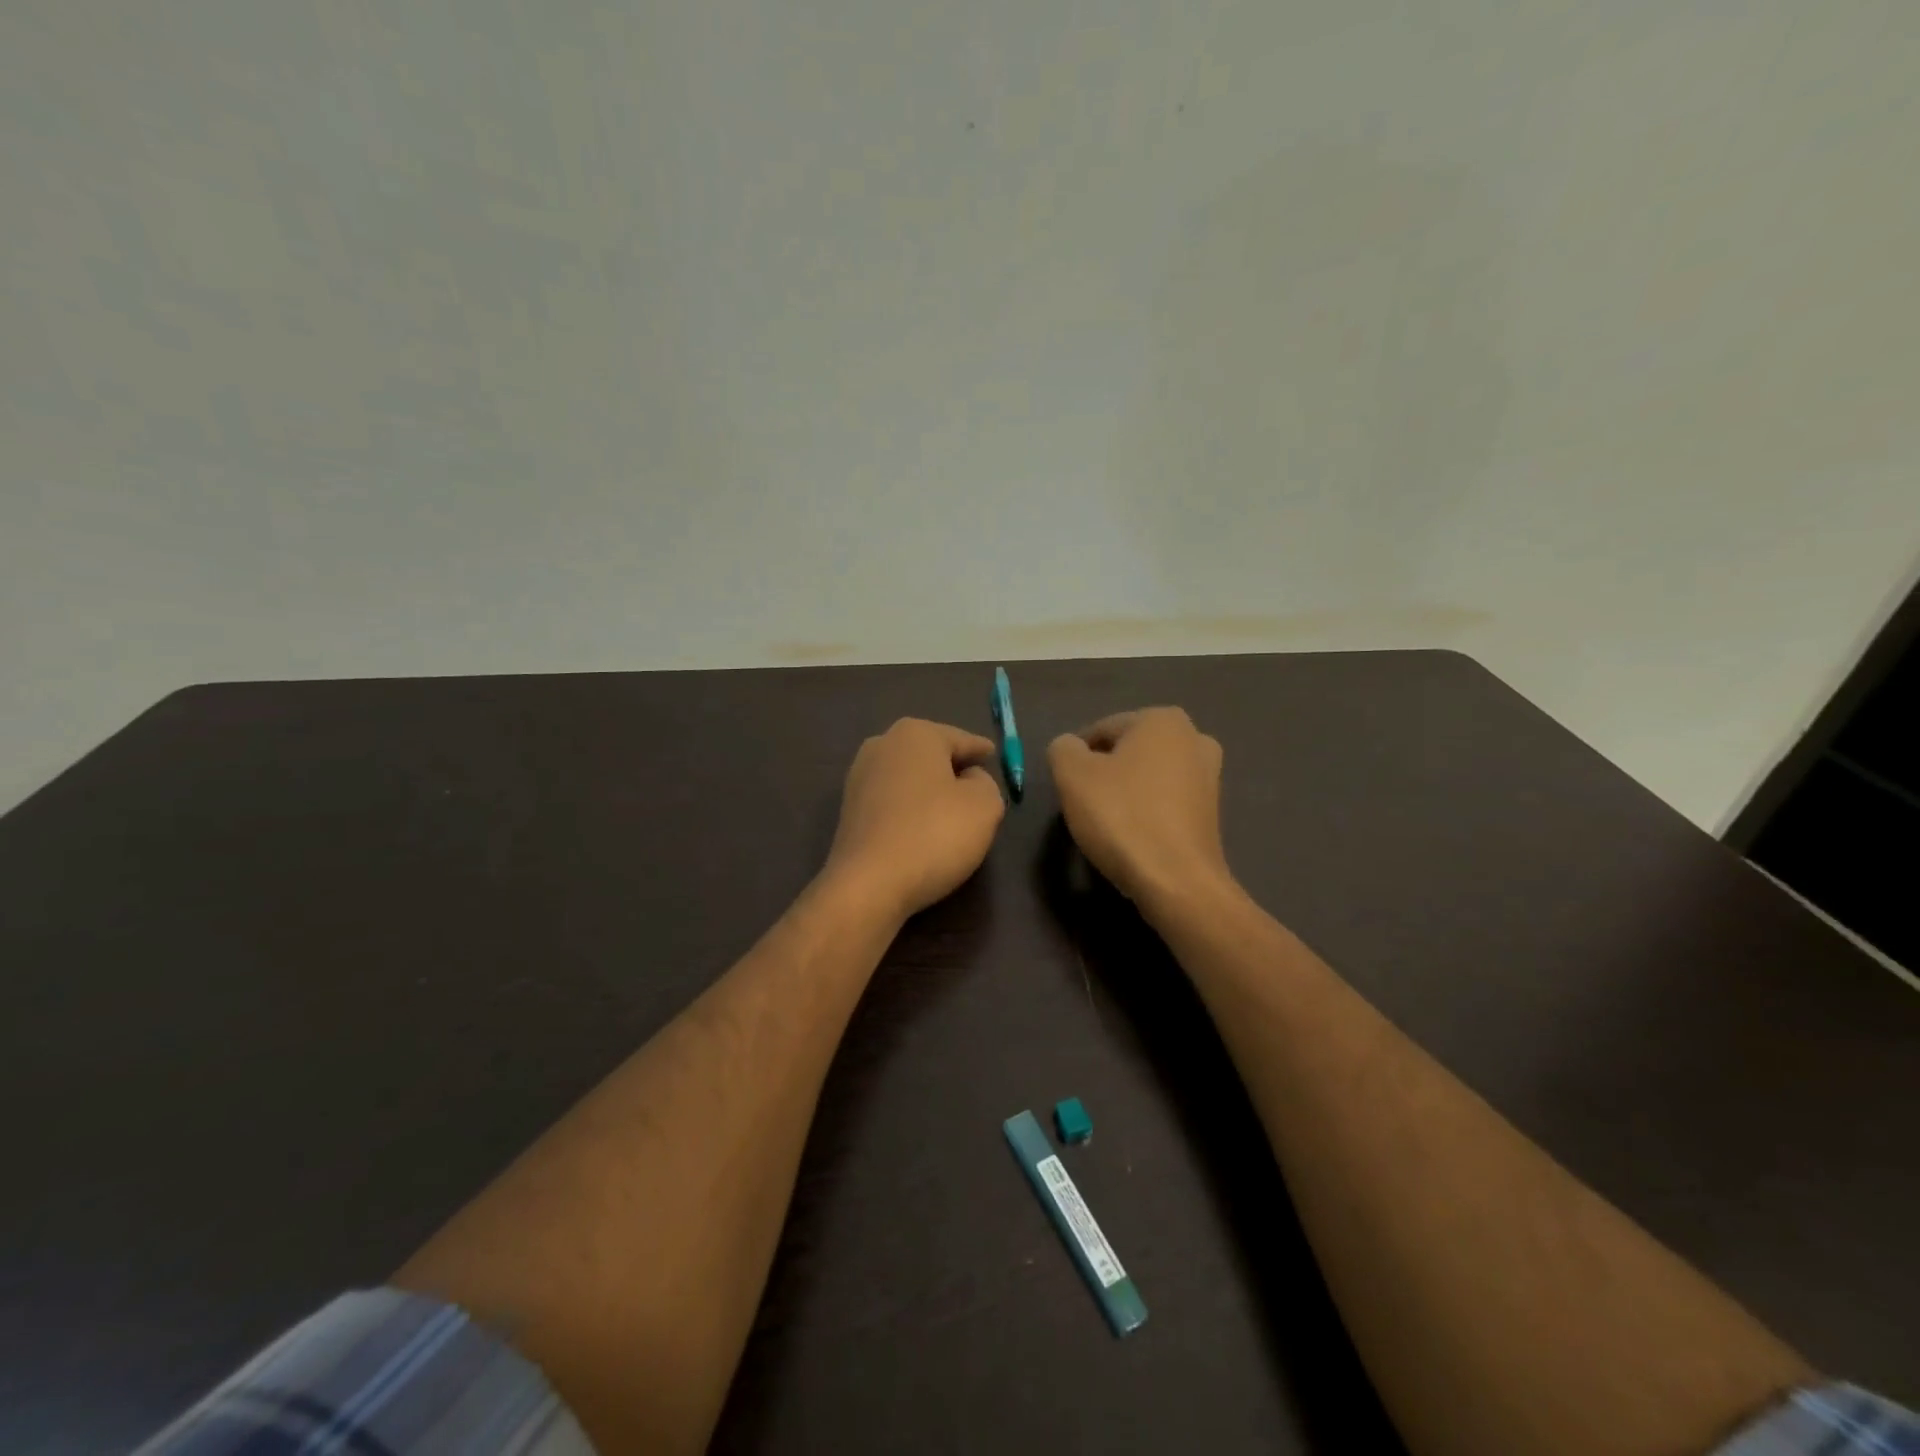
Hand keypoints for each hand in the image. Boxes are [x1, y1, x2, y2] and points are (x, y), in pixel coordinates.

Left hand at [825, 718, 1005, 922]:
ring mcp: (859, 778)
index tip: (993, 756)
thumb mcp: (984, 806)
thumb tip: (969, 780)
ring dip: (929, 790)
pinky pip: (892, 802)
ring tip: (951, 811)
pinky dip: (910, 810)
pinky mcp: (849, 811)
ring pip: (909, 778)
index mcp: (916, 733)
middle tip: (977, 786)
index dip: (981, 750)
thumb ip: (986, 783)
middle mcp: (882, 745)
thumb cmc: (933, 834)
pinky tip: (922, 829)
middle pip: (931, 754)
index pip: (961, 740)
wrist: (868, 884)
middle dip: (953, 768)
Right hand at [1048, 707, 1232, 915]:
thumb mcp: (1072, 775)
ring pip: (1146, 778)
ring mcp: (1209, 777)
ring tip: (1107, 825)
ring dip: (1125, 794)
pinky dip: (1146, 814)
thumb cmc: (1122, 817)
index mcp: (1162, 719)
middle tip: (1084, 805)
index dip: (1076, 757)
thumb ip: (1063, 749)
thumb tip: (1070, 748)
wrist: (1176, 882)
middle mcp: (1193, 739)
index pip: (1101, 730)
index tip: (1067, 787)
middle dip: (1104, 773)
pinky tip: (1132, 838)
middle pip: (1127, 752)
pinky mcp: (1211, 813)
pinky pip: (1164, 803)